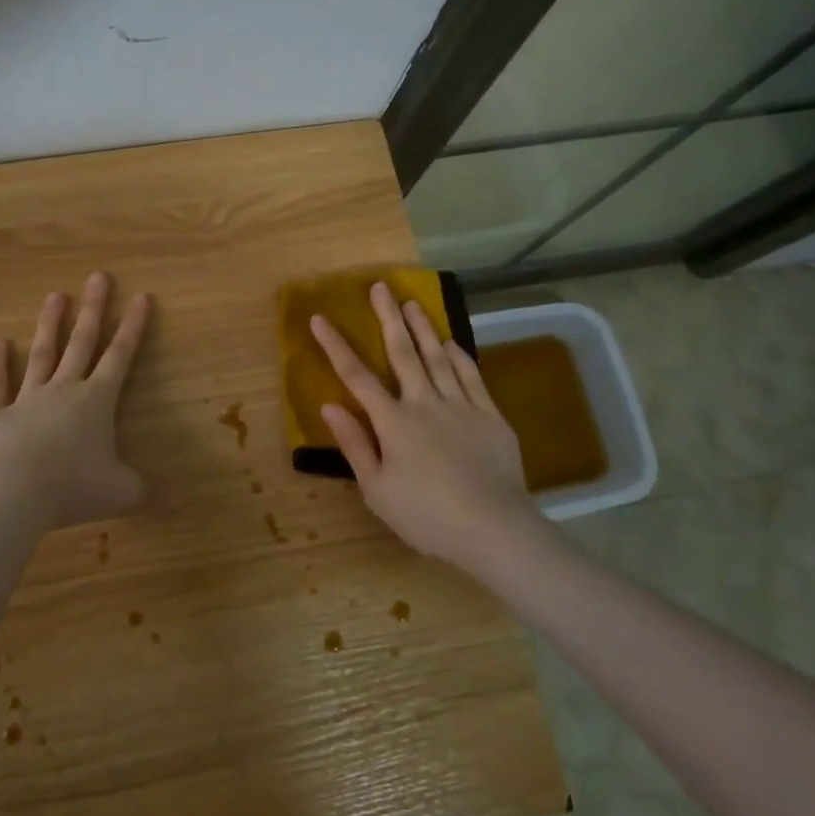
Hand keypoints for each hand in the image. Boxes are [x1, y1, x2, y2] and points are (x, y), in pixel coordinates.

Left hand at [0, 273, 154, 529]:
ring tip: (54, 295)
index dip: (133, 327)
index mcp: (97, 401)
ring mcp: (28, 399)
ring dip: (49, 325)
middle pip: (82, 342)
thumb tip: (182, 503)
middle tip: (97, 277)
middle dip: (93, 309)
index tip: (141, 297)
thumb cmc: (74, 488)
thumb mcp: (121, 493)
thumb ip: (149, 493)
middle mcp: (64, 390)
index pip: (121, 356)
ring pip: (42, 355)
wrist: (14, 495)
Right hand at [311, 282, 556, 578]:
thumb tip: (329, 405)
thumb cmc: (427, 515)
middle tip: (380, 286)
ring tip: (412, 302)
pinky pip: (471, 376)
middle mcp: (424, 403)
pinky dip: (459, 356)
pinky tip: (451, 341)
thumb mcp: (377, 489)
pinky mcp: (489, 416)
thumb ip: (354, 444)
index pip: (356, 376)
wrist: (495, 529)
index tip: (319, 318)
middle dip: (388, 317)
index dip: (335, 345)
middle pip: (402, 352)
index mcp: (393, 422)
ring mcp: (460, 406)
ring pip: (437, 357)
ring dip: (422, 328)